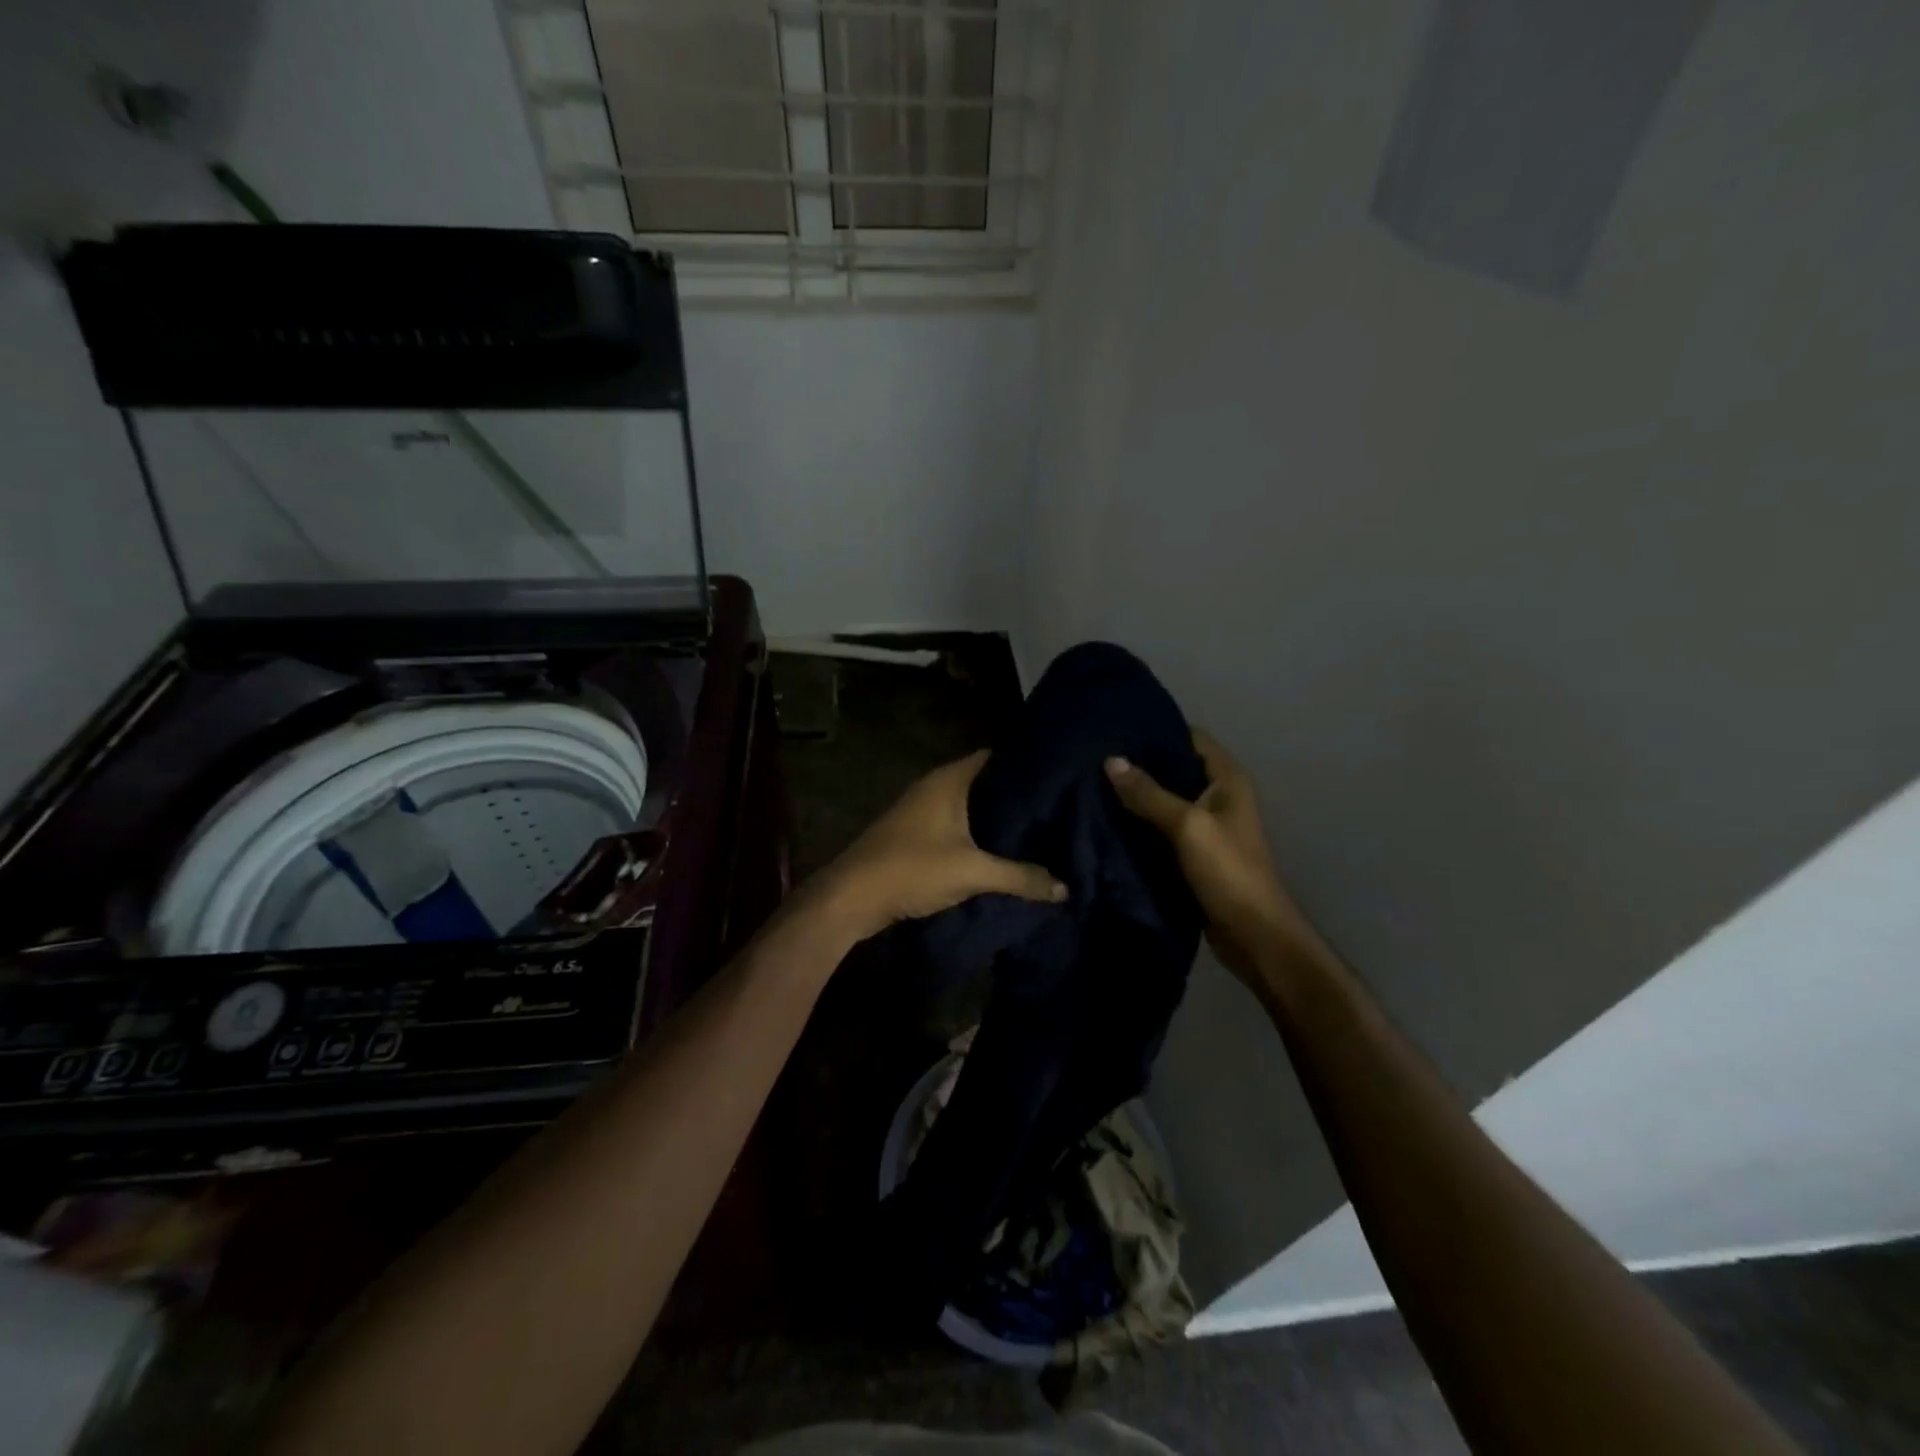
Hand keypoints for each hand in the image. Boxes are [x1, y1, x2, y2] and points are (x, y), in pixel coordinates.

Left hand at [812, 750, 1065, 943]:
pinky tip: (1001, 851)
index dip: (1026, 764)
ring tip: (1037, 830)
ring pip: (970, 807)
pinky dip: (978, 834)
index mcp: (949, 780)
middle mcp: (935, 787)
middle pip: (985, 783)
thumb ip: (1021, 877)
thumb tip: (1065, 888)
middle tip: (1057, 808)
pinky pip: (957, 826)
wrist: (852, 896)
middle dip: (1016, 797)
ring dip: (996, 819)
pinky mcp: (915, 834)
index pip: (996, 757)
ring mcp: (921, 810)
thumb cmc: (912, 869)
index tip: (1059, 776)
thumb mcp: (972, 873)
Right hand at [1105, 731, 1318, 984]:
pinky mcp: (1194, 853)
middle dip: (1142, 763)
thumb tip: (1110, 760)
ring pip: (1167, 800)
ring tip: (1096, 782)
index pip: (1192, 738)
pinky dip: (1141, 823)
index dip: (1160, 729)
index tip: (1120, 726)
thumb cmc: (1227, 871)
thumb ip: (1149, 794)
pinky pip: (1163, 828)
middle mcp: (1219, 797)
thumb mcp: (1187, 826)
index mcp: (1228, 781)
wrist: (1252, 934)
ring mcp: (1207, 827)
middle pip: (1176, 768)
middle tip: (1097, 755)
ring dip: (1139, 795)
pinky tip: (1110, 818)